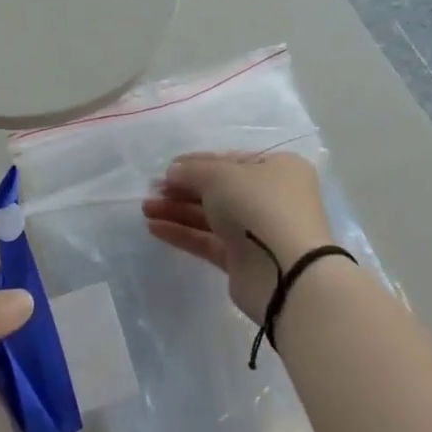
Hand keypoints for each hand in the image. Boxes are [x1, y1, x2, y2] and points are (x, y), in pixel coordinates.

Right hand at [141, 152, 332, 323]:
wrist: (286, 271)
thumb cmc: (259, 205)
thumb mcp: (221, 175)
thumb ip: (192, 170)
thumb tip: (173, 172)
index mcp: (276, 168)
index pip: (229, 161)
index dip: (196, 163)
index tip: (166, 168)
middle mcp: (270, 197)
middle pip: (218, 189)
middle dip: (182, 189)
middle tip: (151, 190)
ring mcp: (257, 230)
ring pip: (210, 216)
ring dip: (177, 210)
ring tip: (145, 208)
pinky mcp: (243, 260)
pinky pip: (208, 241)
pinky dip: (182, 233)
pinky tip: (153, 227)